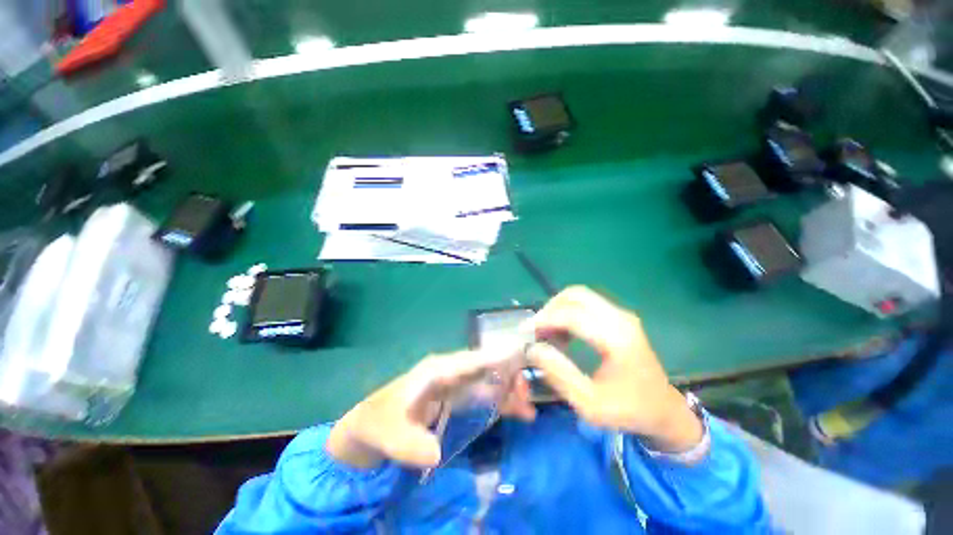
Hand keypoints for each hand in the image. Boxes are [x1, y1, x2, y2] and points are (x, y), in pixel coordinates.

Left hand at [327, 351, 535, 468]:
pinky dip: (500, 401)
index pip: (470, 360)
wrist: (371, 428)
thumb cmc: (380, 423)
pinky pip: (483, 395)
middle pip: (484, 368)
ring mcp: (454, 384)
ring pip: (487, 380)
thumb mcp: (390, 435)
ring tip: (528, 407)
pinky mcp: (456, 397)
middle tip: (527, 395)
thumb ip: (410, 444)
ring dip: (507, 389)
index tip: (519, 357)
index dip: (494, 357)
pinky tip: (516, 411)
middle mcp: (450, 371)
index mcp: (437, 370)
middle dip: (507, 376)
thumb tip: (436, 453)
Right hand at [527, 286, 703, 452]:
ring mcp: (622, 315)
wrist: (665, 410)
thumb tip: (533, 349)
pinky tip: (564, 333)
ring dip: (559, 308)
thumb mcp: (589, 403)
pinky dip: (569, 312)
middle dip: (550, 307)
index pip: (572, 315)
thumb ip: (559, 374)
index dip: (544, 320)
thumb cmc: (629, 411)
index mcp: (617, 339)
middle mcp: (621, 319)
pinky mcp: (620, 318)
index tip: (525, 331)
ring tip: (549, 333)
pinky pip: (587, 304)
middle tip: (537, 329)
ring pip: (580, 296)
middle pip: (576, 294)